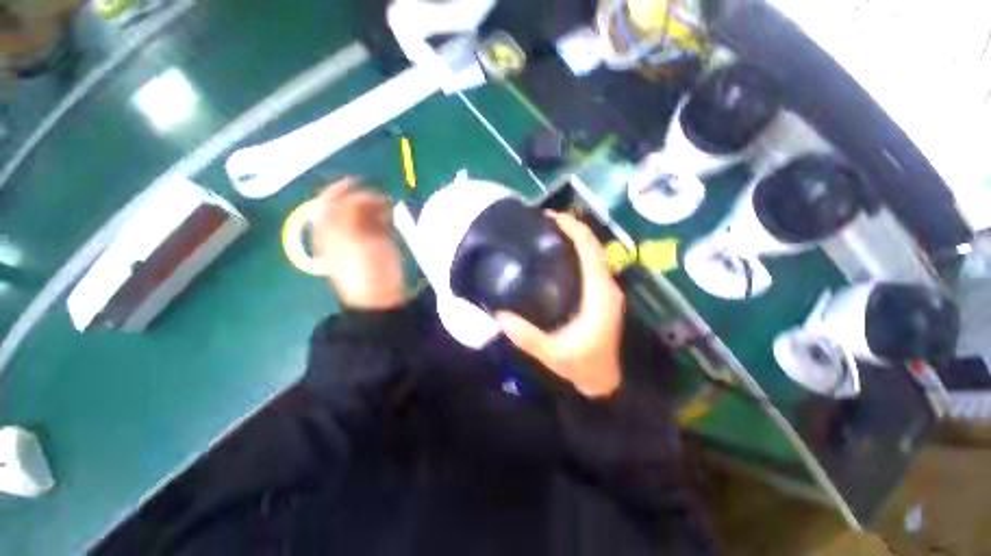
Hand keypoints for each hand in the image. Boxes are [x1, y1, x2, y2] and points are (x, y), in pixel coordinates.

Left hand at [311, 178, 405, 310]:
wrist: (380, 293)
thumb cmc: (362, 271)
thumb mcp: (349, 243)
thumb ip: (348, 217)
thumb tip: (355, 197)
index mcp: (329, 231)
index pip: (328, 204)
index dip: (338, 191)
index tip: (355, 182)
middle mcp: (343, 229)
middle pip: (348, 205)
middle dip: (362, 197)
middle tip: (379, 197)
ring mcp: (362, 234)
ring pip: (366, 211)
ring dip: (376, 204)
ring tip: (388, 204)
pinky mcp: (379, 240)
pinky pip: (380, 220)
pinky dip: (385, 213)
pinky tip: (392, 213)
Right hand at [496, 212, 625, 397]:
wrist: (603, 380)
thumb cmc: (581, 365)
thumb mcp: (551, 353)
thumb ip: (526, 336)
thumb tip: (499, 315)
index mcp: (599, 295)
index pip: (590, 251)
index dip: (574, 230)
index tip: (552, 218)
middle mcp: (607, 287)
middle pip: (595, 246)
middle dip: (574, 228)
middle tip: (546, 220)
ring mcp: (607, 290)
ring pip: (595, 253)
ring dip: (577, 238)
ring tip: (551, 230)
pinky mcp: (603, 294)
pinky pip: (593, 264)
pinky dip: (580, 251)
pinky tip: (561, 252)